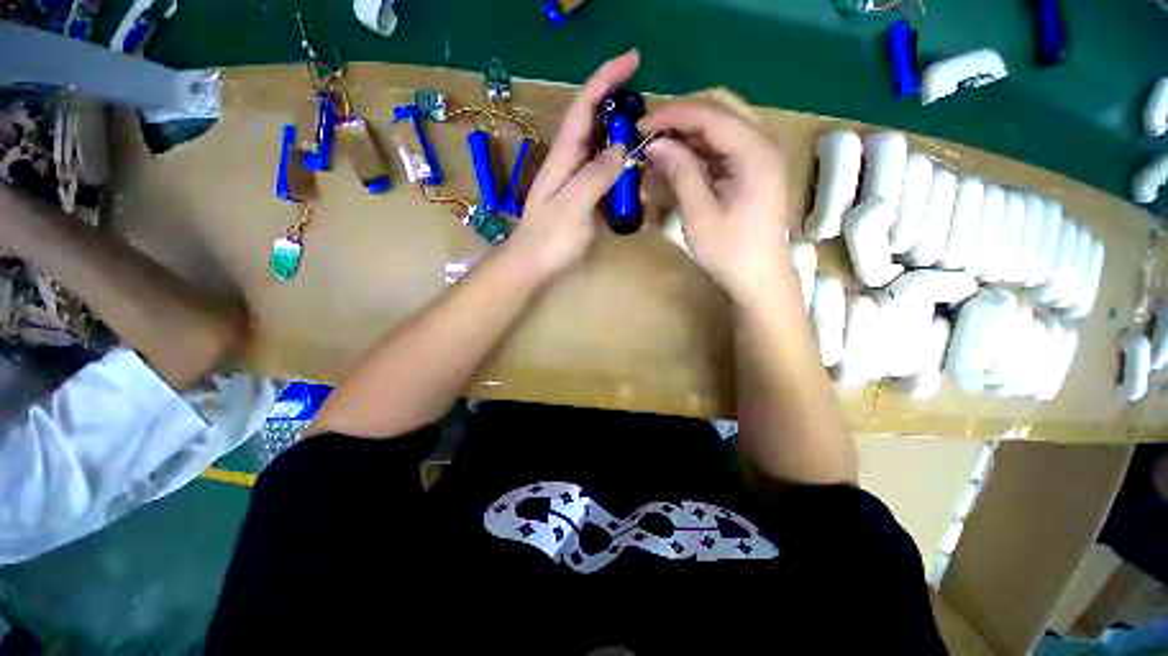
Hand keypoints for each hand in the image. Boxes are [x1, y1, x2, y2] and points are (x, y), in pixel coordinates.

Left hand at [503, 51, 638, 280]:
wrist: (534, 263)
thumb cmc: (548, 238)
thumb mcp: (572, 206)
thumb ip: (595, 176)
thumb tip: (620, 148)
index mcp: (564, 157)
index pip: (584, 107)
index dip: (605, 79)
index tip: (633, 59)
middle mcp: (571, 162)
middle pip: (597, 125)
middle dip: (622, 112)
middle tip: (652, 117)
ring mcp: (578, 180)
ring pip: (605, 151)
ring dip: (626, 146)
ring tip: (650, 151)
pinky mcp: (585, 198)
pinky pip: (607, 177)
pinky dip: (624, 174)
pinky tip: (638, 182)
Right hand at [639, 101, 791, 302]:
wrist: (759, 277)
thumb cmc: (729, 250)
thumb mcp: (699, 213)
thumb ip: (680, 171)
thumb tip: (655, 143)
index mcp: (755, 152)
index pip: (711, 114)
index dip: (673, 115)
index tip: (640, 126)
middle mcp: (763, 143)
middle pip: (720, 109)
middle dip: (681, 118)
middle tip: (650, 134)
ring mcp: (760, 155)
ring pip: (721, 125)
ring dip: (689, 133)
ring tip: (659, 150)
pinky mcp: (753, 169)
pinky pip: (723, 146)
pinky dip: (698, 150)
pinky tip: (678, 163)